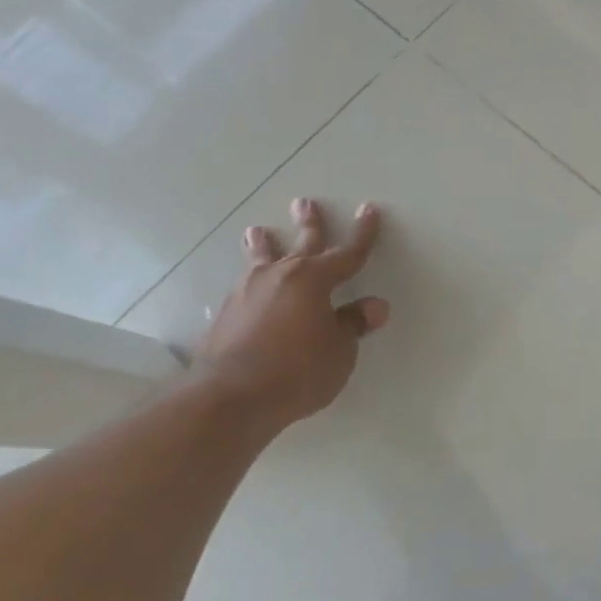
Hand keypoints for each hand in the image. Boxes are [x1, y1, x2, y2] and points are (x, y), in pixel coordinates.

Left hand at [197, 197, 389, 425]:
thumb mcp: (339, 351)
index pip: (348, 253)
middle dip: (309, 223)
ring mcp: (249, 292)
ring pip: (261, 259)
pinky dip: (251, 279)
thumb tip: (374, 307)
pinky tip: (247, 286)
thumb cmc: (297, 371)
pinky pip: (245, 286)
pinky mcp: (227, 313)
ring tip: (256, 231)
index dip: (363, 233)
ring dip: (263, 244)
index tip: (369, 210)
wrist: (228, 397)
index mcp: (315, 280)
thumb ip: (353, 324)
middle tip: (304, 202)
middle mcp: (282, 276)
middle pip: (301, 243)